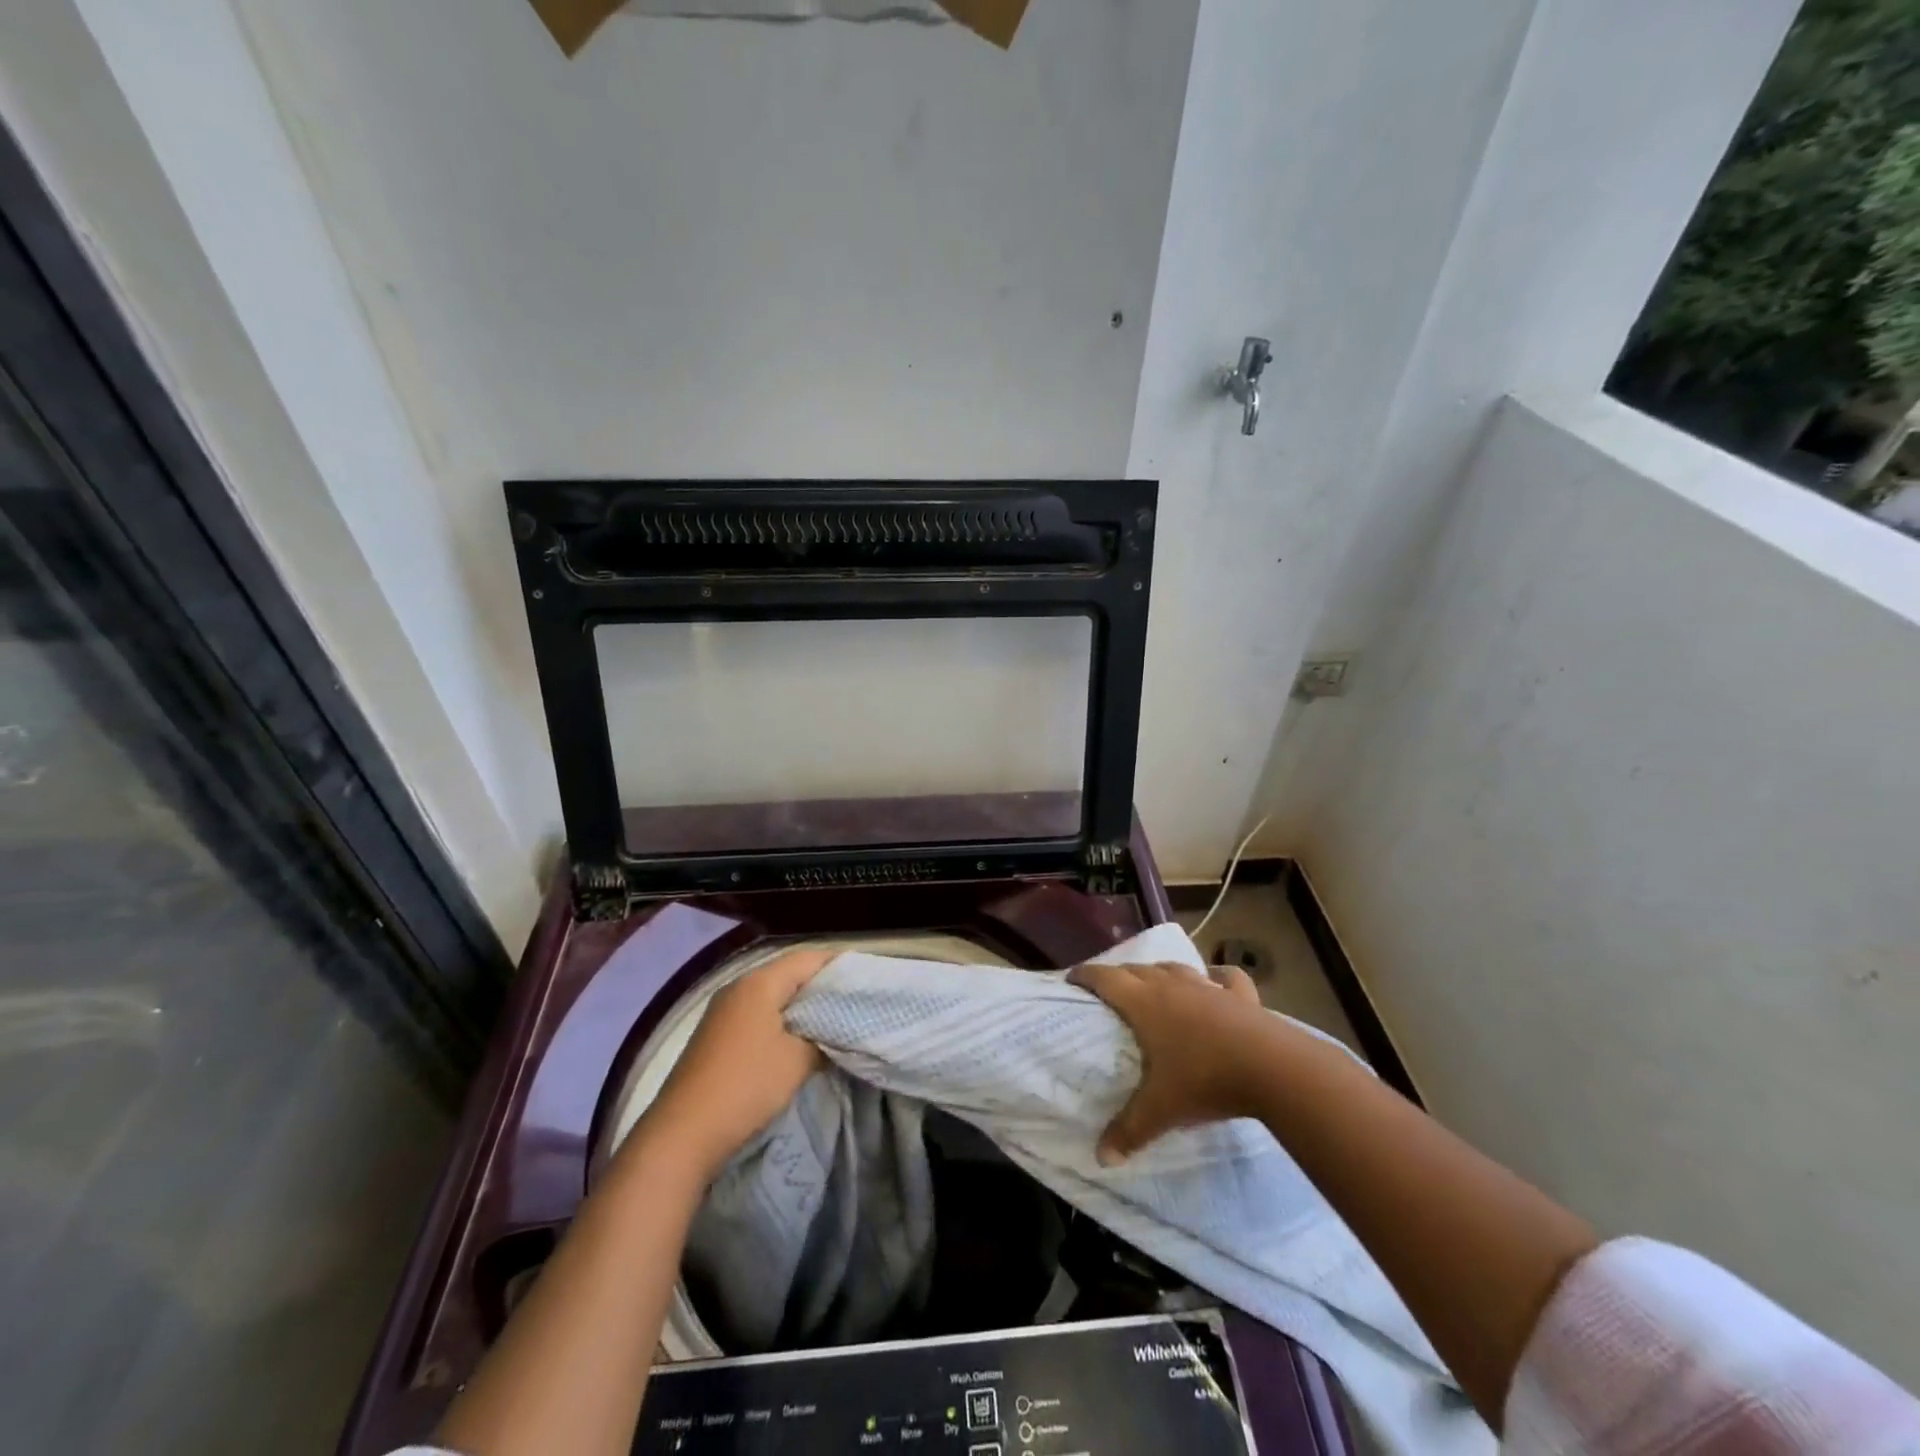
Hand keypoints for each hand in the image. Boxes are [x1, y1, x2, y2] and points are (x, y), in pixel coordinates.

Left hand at [637, 948, 835, 1181]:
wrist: (681, 1135)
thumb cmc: (745, 1087)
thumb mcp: (797, 1061)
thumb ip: (822, 1038)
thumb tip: (833, 1033)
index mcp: (759, 983)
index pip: (808, 959)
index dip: (839, 965)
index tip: (867, 978)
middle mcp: (738, 988)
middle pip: (789, 974)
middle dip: (822, 986)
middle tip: (855, 1001)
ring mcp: (723, 1012)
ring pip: (773, 997)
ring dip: (802, 1007)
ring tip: (834, 1022)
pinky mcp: (716, 1037)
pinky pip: (759, 1016)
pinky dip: (782, 1022)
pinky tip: (799, 1041)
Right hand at [1067, 959, 1273, 1164]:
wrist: (1272, 1068)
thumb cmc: (1205, 1080)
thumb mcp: (1161, 1110)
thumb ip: (1129, 1131)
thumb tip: (1102, 1158)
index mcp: (1144, 1004)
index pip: (1105, 979)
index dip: (1085, 976)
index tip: (1072, 979)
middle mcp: (1172, 987)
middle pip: (1137, 969)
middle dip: (1119, 975)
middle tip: (1109, 989)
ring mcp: (1208, 987)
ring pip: (1176, 969)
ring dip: (1160, 972)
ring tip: (1154, 982)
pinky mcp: (1241, 996)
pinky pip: (1225, 977)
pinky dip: (1217, 976)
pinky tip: (1216, 980)